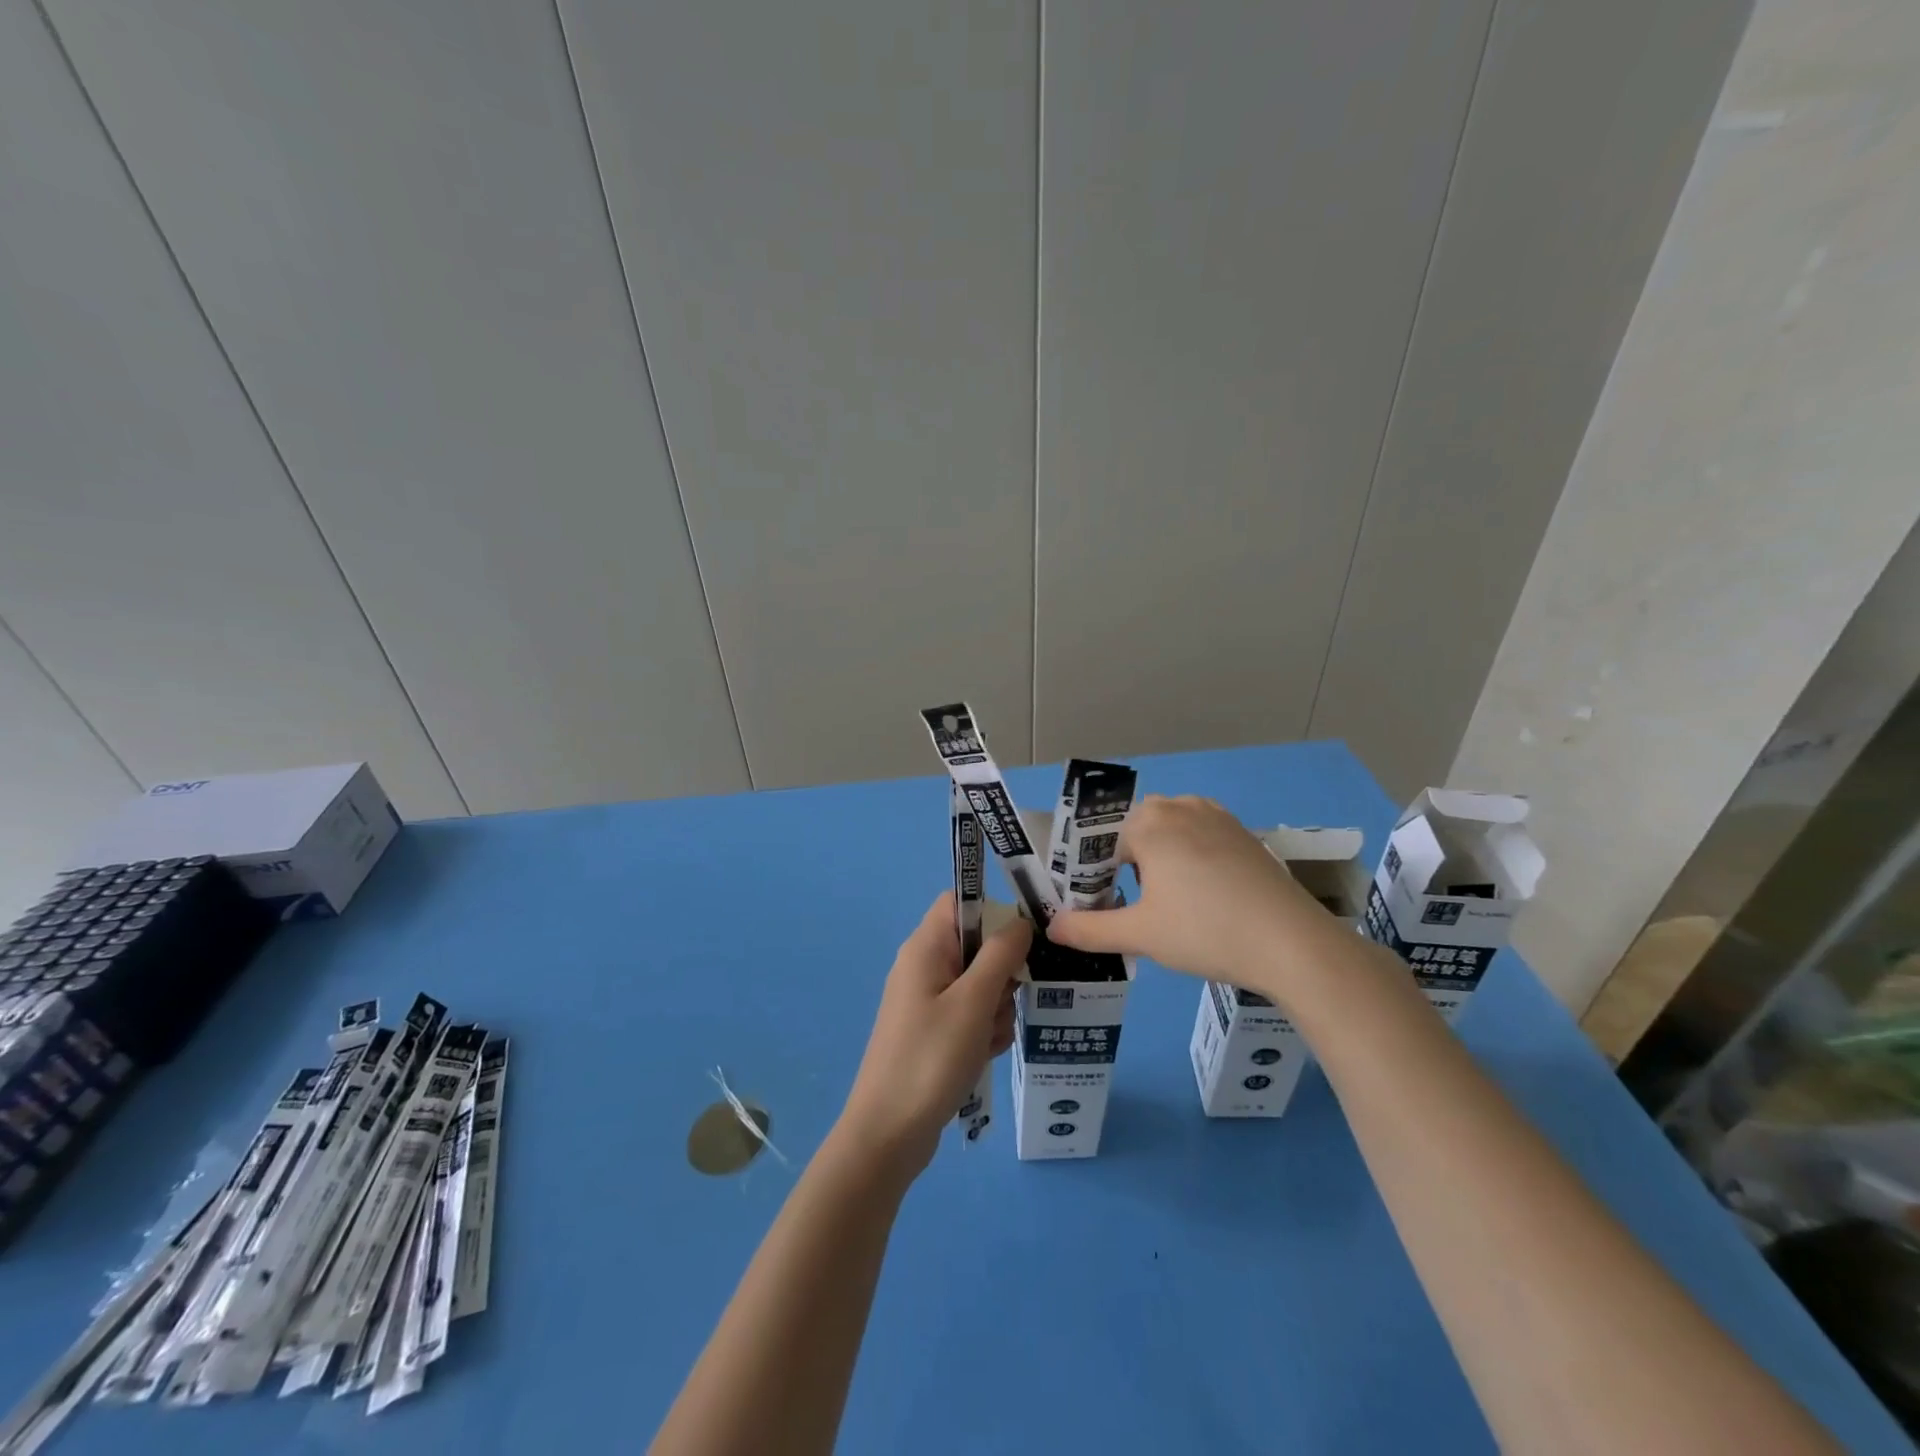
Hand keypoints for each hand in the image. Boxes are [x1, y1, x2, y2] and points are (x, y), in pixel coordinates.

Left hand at [838, 893, 1029, 1179]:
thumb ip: (1000, 955)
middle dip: (1001, 974)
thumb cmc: (930, 1059)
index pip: (961, 903)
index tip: (1022, 941)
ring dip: (996, 1009)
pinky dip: (983, 1032)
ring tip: (988, 1040)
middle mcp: (923, 966)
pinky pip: (970, 1016)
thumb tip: (1021, 921)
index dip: (993, 913)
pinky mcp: (932, 1032)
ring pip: (980, 985)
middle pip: (977, 946)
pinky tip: (982, 1056)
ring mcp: (927, 1001)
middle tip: (1002, 1004)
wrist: (888, 1134)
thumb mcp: (973, 1002)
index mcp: (925, 948)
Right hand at [1047, 795, 1329, 998]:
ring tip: (1164, 902)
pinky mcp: (1242, 834)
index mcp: (1150, 823)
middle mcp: (1181, 807)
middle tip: (1131, 906)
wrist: (1292, 943)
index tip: (1098, 907)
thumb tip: (1052, 928)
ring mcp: (1216, 817)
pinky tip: (1201, 894)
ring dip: (1157, 858)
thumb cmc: (1206, 931)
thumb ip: (1088, 929)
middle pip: (1135, 830)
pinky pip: (1198, 835)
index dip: (1094, 876)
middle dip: (1125, 863)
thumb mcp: (1140, 935)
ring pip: (1168, 831)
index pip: (1103, 844)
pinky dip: (1188, 856)